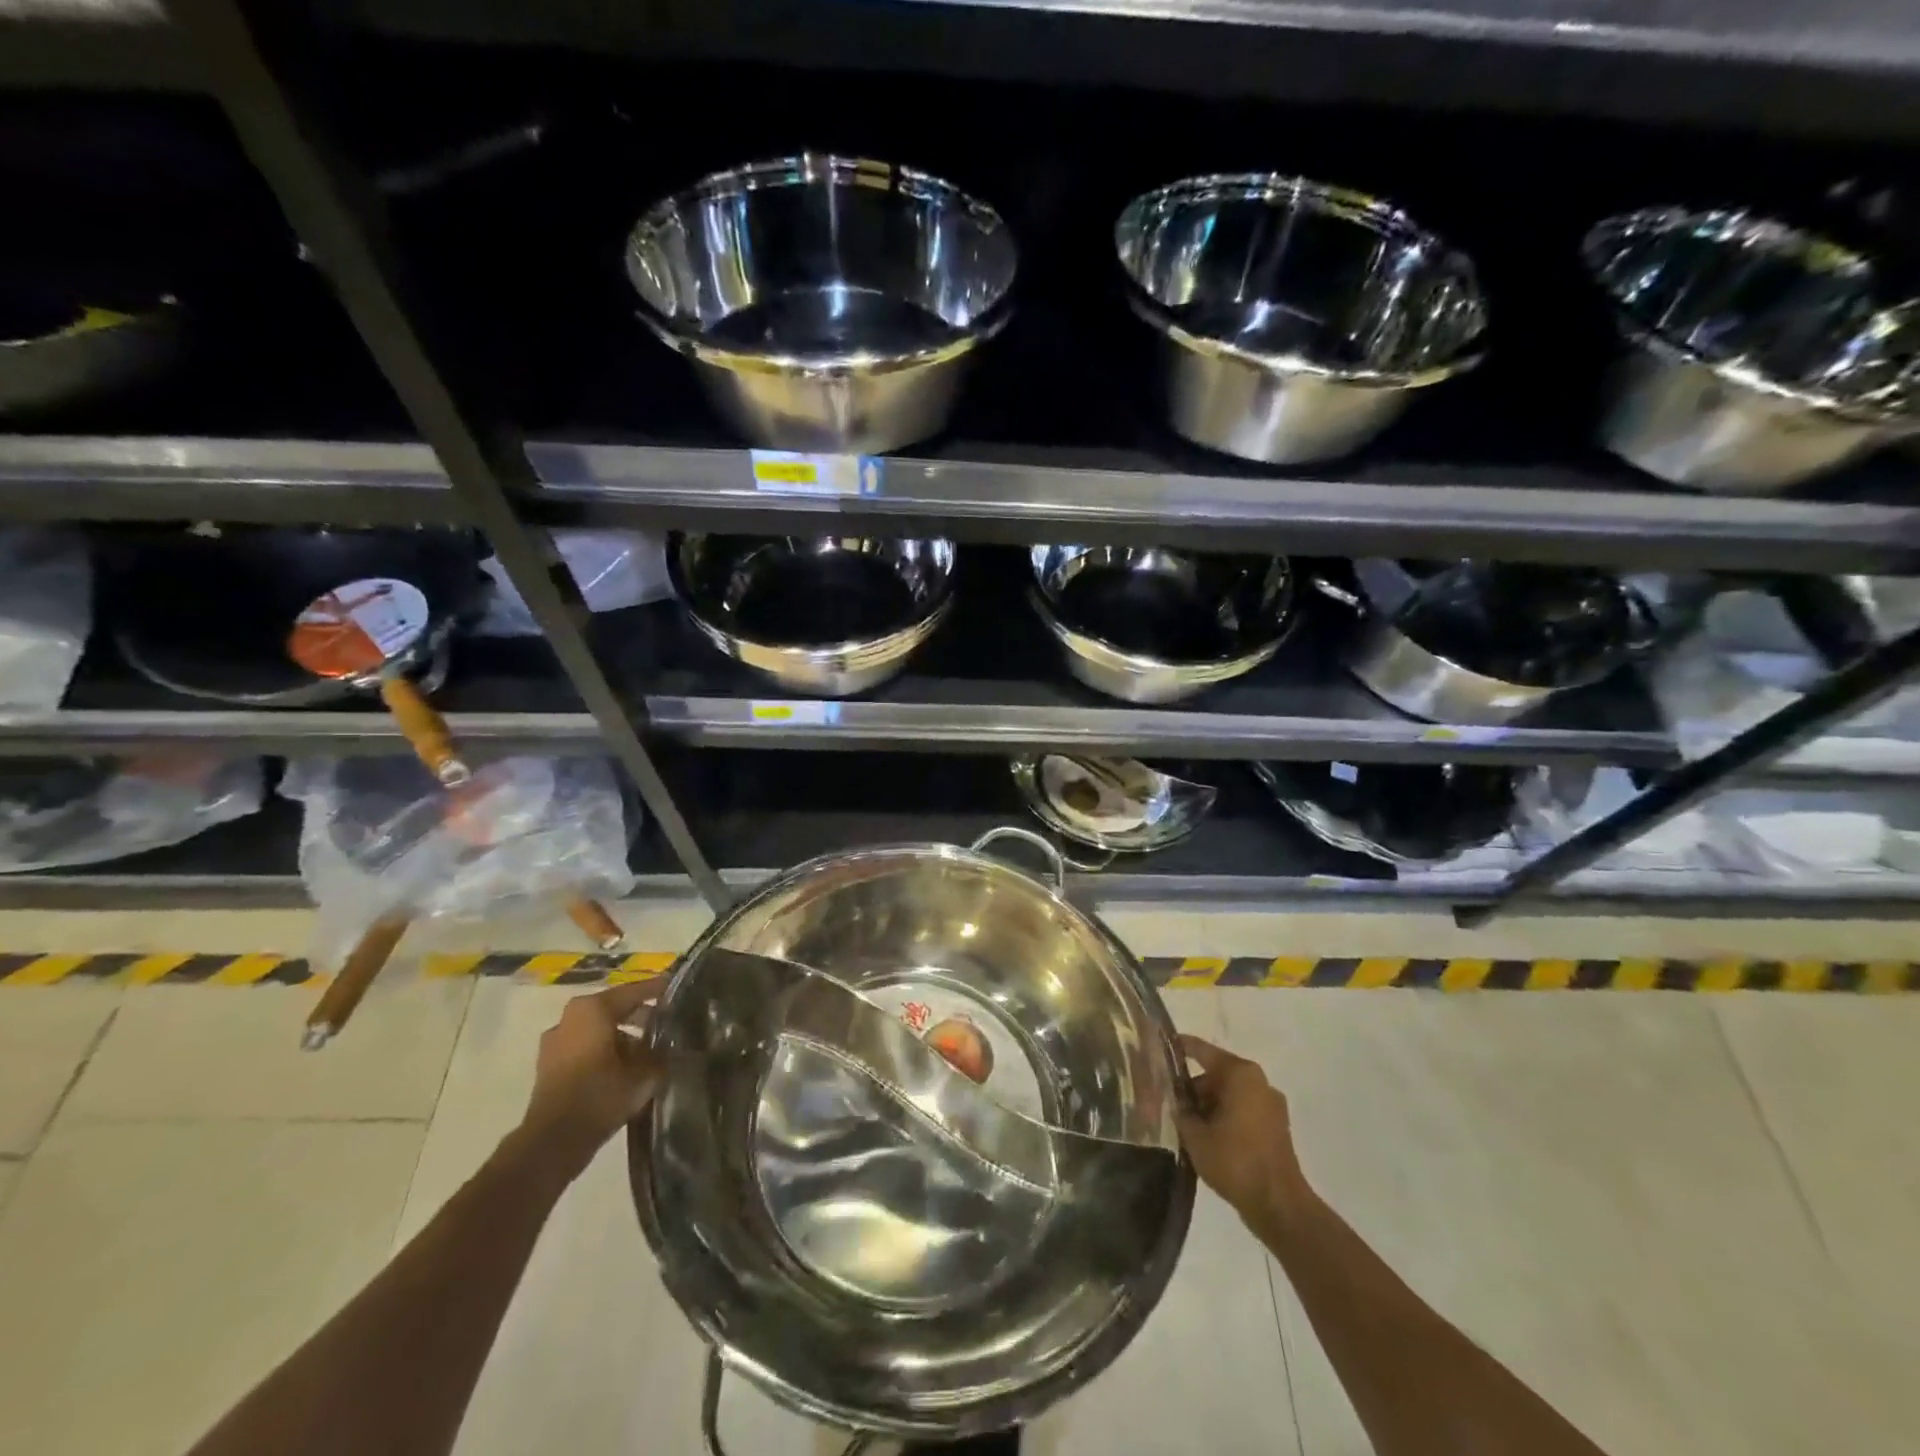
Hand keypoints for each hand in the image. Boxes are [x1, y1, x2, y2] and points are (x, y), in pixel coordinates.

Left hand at [520, 982, 662, 1164]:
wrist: (553, 1142)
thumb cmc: (600, 1096)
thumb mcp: (644, 1075)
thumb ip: (660, 1055)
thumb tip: (671, 1048)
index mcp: (593, 1009)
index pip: (634, 992)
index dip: (658, 991)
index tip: (677, 989)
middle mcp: (570, 1017)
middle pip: (614, 1008)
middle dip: (640, 1015)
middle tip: (666, 1022)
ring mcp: (555, 1041)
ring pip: (598, 1029)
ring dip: (622, 1035)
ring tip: (648, 1050)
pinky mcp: (549, 1066)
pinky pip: (585, 1047)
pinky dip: (604, 1051)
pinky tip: (624, 1067)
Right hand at [1176, 1034, 1308, 1227]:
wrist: (1279, 1206)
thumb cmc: (1235, 1161)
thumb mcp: (1195, 1135)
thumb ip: (1180, 1111)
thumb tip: (1173, 1101)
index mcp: (1240, 1074)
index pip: (1202, 1051)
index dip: (1179, 1048)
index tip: (1159, 1047)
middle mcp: (1258, 1082)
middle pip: (1216, 1074)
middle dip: (1192, 1087)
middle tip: (1167, 1099)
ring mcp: (1271, 1105)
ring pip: (1229, 1094)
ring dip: (1207, 1105)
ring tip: (1183, 1123)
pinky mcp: (1276, 1128)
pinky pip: (1242, 1111)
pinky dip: (1223, 1117)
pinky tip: (1205, 1136)